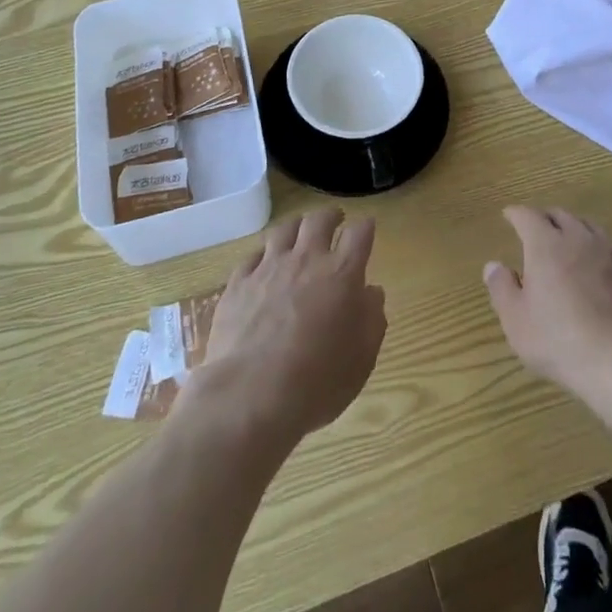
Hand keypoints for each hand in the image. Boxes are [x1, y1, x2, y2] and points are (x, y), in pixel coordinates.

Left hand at [186, 208, 386, 445]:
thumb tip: (371, 293)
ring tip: (299, 233)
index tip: (367, 229)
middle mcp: (306, 259)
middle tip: (335, 220)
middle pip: (320, 220)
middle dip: (331, 216)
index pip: (359, 233)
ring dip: (296, 227)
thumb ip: (372, 318)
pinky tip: (264, 264)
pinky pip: (253, 255)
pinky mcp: (239, 283)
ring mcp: (269, 268)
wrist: (250, 395)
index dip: (365, 227)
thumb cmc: (317, 381)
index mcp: (342, 273)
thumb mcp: (362, 358)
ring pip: (284, 229)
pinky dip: (263, 255)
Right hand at [484, 206, 611, 396]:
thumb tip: (493, 265)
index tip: (509, 215)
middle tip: (538, 229)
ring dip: (575, 229)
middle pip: (559, 215)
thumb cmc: (559, 340)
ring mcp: (610, 249)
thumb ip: (501, 288)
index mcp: (545, 244)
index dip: (516, 214)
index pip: (527, 216)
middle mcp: (577, 237)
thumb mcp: (516, 321)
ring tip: (570, 242)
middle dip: (546, 218)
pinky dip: (603, 248)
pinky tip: (603, 262)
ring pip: (589, 226)